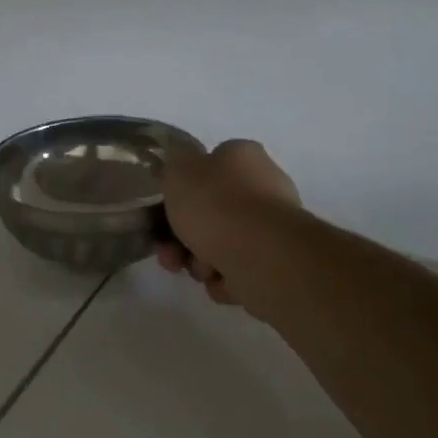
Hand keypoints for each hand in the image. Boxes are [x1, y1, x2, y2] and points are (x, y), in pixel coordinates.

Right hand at [155, 139, 300, 307]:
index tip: (162, 212)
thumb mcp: (178, 171)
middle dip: (183, 236)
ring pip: (220, 244)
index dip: (180, 191)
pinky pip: (237, 270)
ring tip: (199, 270)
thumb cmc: (216, 206)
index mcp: (242, 156)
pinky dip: (223, 278)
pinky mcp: (275, 262)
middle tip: (168, 251)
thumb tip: (179, 167)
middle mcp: (262, 186)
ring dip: (199, 260)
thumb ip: (172, 165)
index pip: (206, 167)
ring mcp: (271, 226)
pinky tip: (220, 280)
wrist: (262, 256)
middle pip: (210, 212)